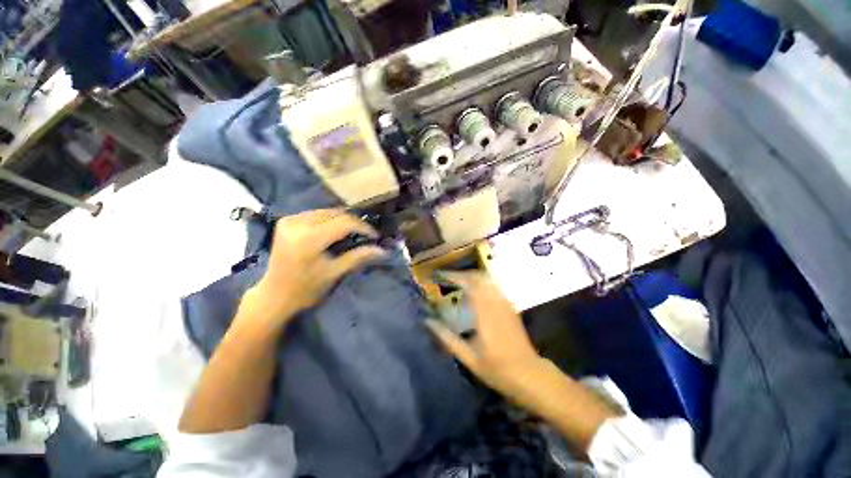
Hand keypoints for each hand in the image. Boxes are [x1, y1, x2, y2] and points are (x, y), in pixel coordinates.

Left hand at [240, 209, 385, 331]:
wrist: (274, 295)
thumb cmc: (306, 289)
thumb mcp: (335, 273)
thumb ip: (359, 257)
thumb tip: (383, 250)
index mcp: (308, 239)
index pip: (344, 222)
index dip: (363, 227)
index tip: (375, 236)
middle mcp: (297, 223)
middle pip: (336, 213)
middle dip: (354, 223)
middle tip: (365, 235)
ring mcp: (290, 220)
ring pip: (327, 211)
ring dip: (343, 220)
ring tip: (353, 233)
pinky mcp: (286, 221)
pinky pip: (316, 214)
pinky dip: (330, 220)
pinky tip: (335, 231)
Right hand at [425, 271, 546, 400]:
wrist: (530, 374)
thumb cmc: (497, 369)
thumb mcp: (469, 358)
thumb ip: (447, 339)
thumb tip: (428, 322)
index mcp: (484, 314)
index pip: (468, 284)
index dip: (453, 276)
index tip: (439, 275)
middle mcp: (496, 304)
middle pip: (478, 277)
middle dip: (461, 274)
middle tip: (446, 278)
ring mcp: (505, 303)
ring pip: (487, 279)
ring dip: (470, 276)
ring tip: (457, 282)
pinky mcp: (510, 306)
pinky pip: (494, 286)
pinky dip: (481, 283)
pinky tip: (474, 291)